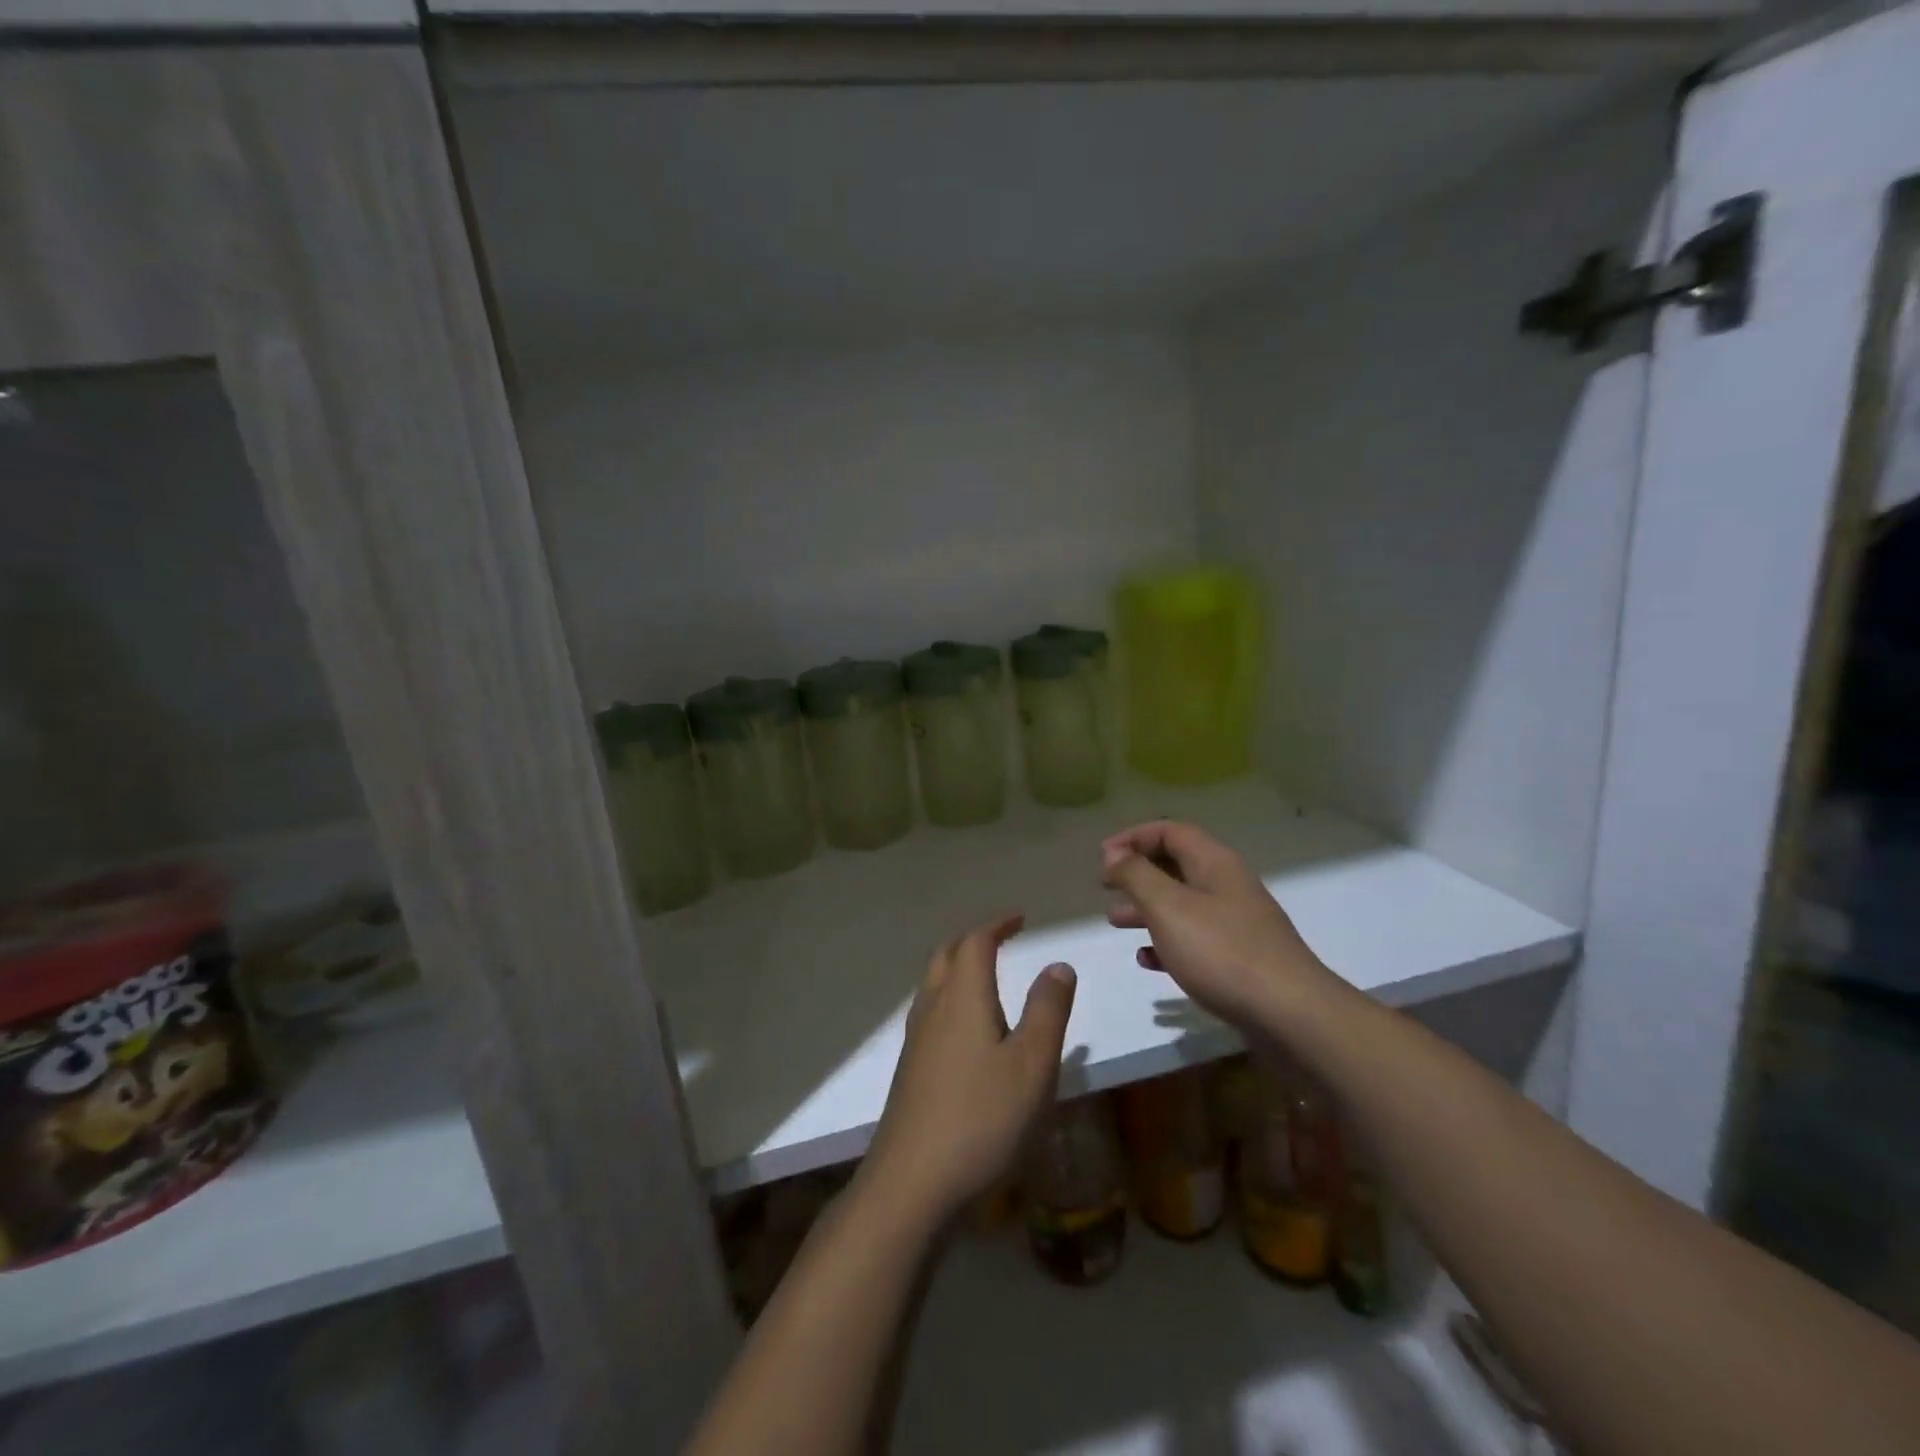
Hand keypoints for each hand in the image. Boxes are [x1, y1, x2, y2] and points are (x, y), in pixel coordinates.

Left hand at [861, 915, 1076, 1224]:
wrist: (913, 1183)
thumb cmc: (983, 1118)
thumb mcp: (1032, 1064)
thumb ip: (1048, 1010)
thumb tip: (1057, 964)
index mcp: (963, 998)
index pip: (975, 942)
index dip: (997, 925)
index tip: (1020, 918)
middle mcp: (933, 1009)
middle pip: (946, 956)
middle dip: (974, 940)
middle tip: (1002, 939)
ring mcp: (916, 1041)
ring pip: (933, 984)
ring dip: (958, 967)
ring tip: (986, 977)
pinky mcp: (910, 1071)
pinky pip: (930, 1013)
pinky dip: (950, 999)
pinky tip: (967, 1031)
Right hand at [1102, 821, 1337, 1032]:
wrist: (1291, 1015)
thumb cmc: (1222, 952)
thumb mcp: (1168, 907)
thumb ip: (1136, 875)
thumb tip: (1114, 852)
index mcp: (1214, 863)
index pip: (1170, 831)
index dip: (1133, 837)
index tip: (1102, 857)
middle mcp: (1227, 885)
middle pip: (1176, 865)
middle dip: (1137, 873)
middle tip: (1105, 887)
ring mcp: (1236, 923)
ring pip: (1182, 904)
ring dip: (1146, 908)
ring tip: (1115, 922)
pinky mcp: (1240, 958)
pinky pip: (1195, 939)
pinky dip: (1167, 942)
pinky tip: (1147, 960)